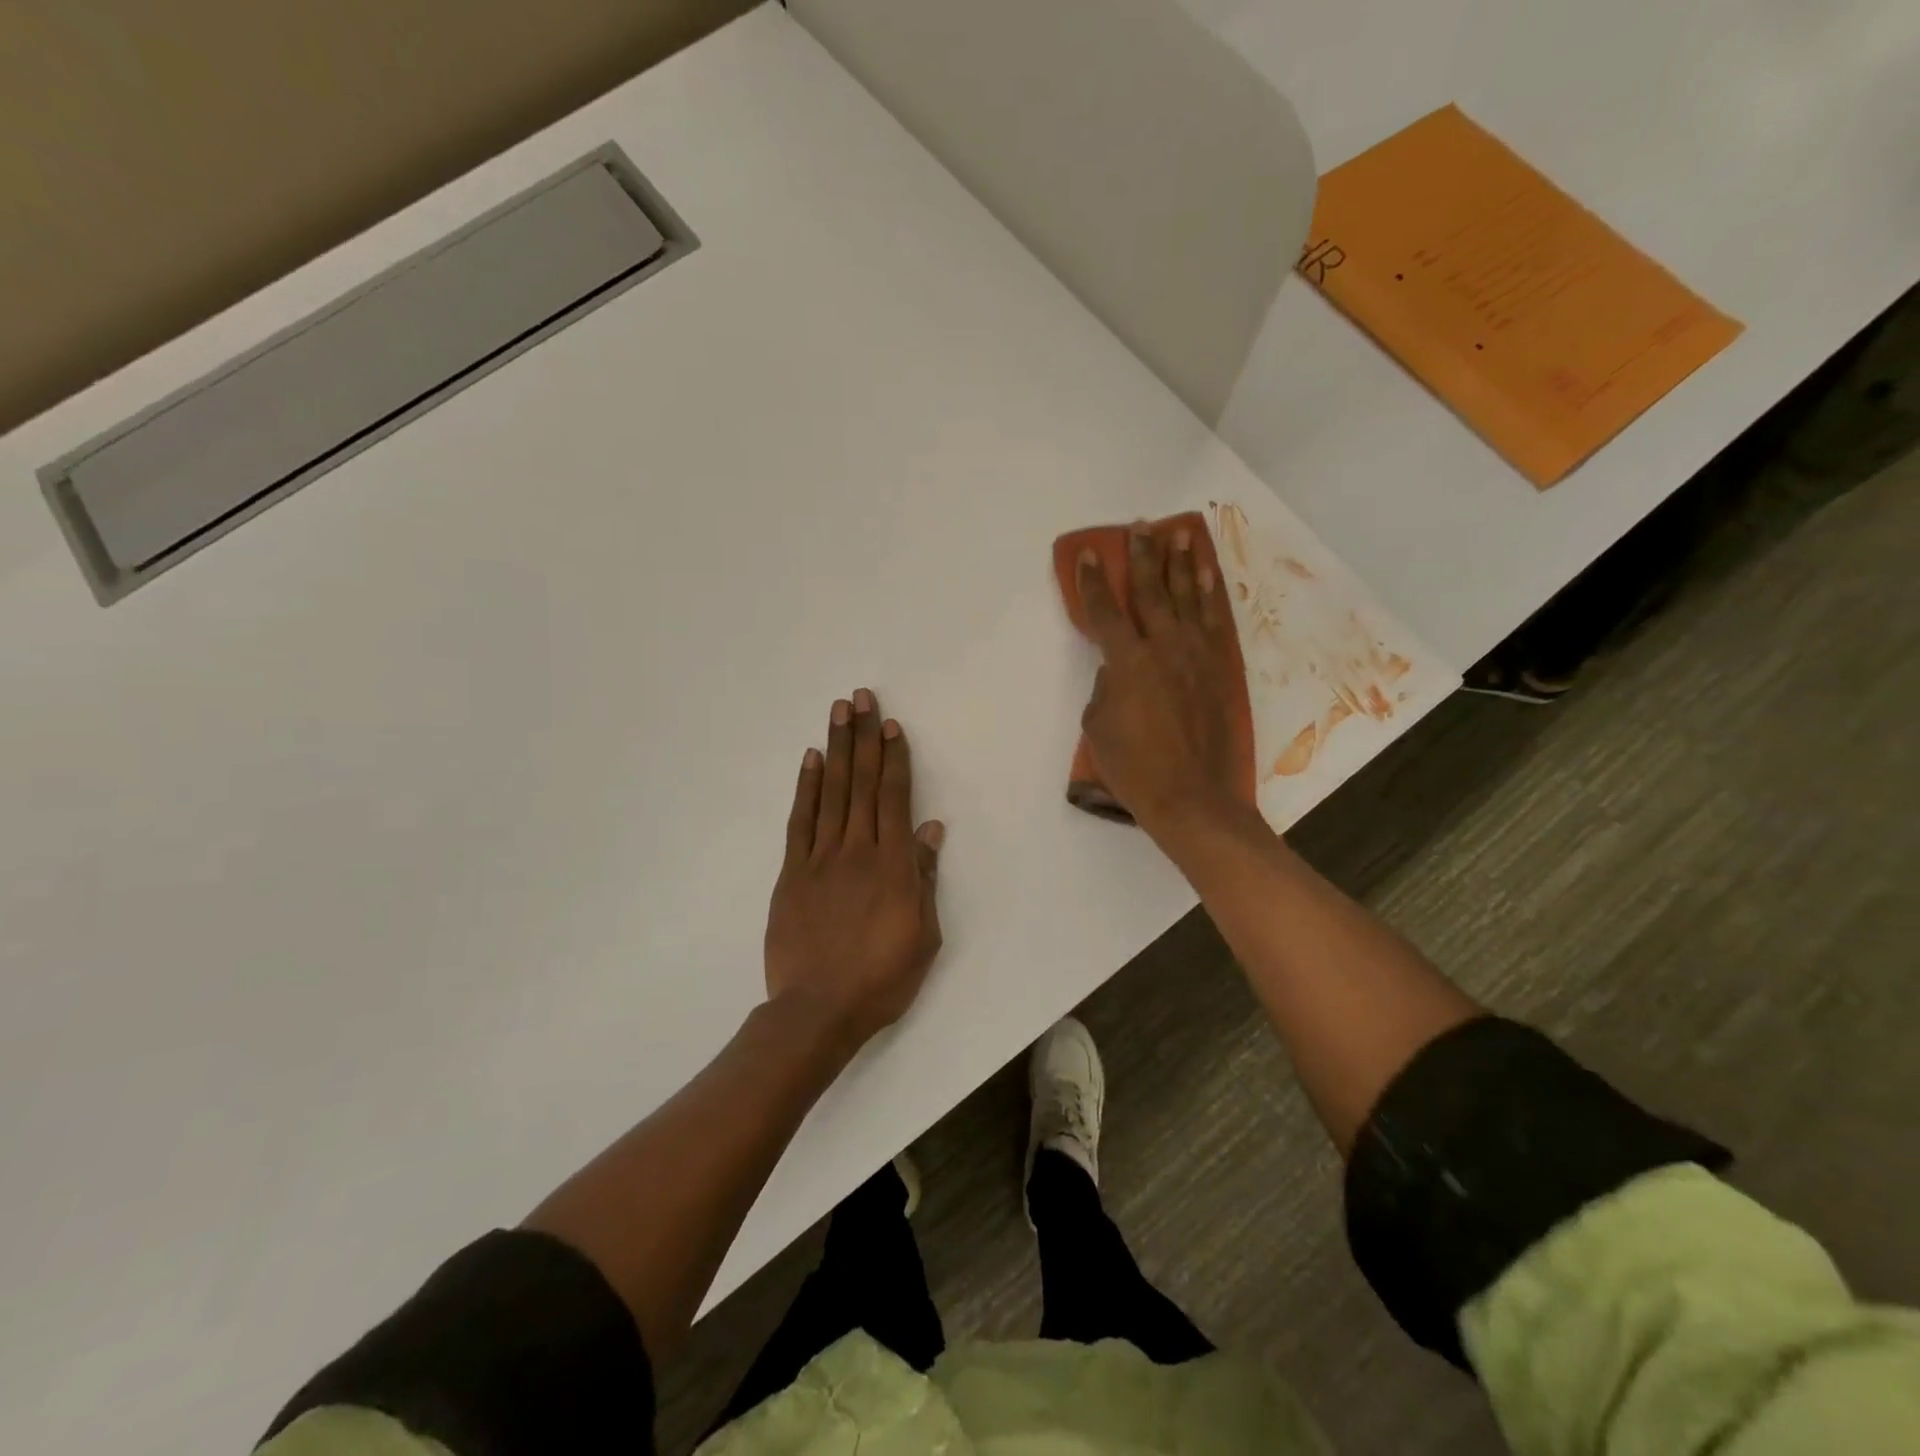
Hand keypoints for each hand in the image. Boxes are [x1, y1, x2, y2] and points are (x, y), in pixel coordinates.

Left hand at [764, 689, 944, 1047]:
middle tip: (860, 697)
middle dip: (863, 737)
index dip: (893, 758)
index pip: (893, 798)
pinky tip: (811, 760)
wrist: (818, 1010)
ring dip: (836, 749)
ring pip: (831, 793)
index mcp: (892, 865)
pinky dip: (806, 789)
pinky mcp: (792, 874)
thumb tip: (929, 829)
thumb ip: (924, 877)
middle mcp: (856, 850)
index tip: (890, 724)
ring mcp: (820, 859)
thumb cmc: (881, 978)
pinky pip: (800, 822)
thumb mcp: (923, 934)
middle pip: (861, 783)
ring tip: (837, 713)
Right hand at [1077, 523, 1246, 841]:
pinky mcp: (1220, 669)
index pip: (1104, 611)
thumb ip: (1105, 688)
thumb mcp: (1099, 727)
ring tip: (1180, 535)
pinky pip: (1215, 621)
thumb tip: (1118, 670)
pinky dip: (1211, 594)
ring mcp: (1198, 655)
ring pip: (1189, 598)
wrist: (1193, 796)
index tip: (1089, 554)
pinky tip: (1208, 576)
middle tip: (1141, 527)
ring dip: (1182, 564)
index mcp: (1127, 662)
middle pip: (1150, 591)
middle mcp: (1164, 647)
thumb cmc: (1135, 767)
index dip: (1092, 581)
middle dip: (1142, 556)